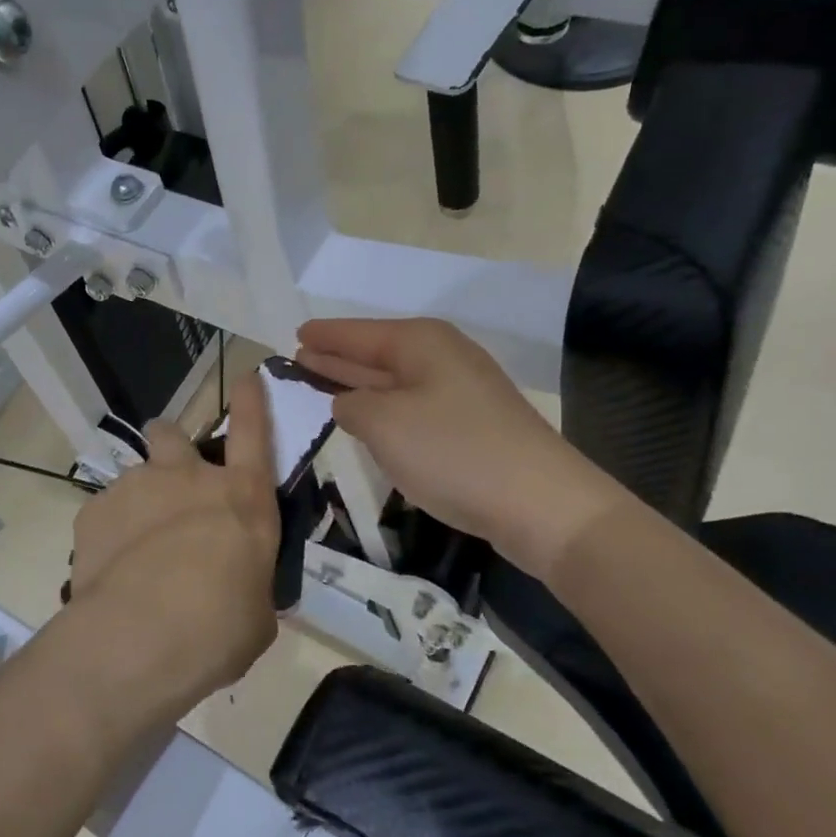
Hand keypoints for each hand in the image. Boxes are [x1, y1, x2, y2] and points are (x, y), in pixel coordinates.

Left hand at [48, 370, 280, 724]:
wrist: (139, 638)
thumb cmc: (218, 629)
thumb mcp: (256, 612)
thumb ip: (247, 584)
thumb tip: (238, 590)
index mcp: (242, 498)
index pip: (254, 432)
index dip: (252, 401)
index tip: (247, 376)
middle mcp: (187, 478)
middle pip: (171, 432)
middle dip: (169, 444)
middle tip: (168, 479)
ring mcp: (136, 487)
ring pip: (134, 477)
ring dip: (138, 503)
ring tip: (135, 553)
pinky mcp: (93, 510)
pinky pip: (103, 513)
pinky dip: (108, 533)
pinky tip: (109, 571)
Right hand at [297, 317, 623, 579]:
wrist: (539, 503)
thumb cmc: (452, 451)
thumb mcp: (383, 424)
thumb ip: (352, 406)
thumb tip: (348, 404)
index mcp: (419, 343)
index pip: (357, 333)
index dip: (325, 335)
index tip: (296, 334)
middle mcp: (441, 357)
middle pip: (376, 353)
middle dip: (338, 357)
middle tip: (299, 358)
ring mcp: (460, 392)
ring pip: (394, 381)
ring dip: (359, 384)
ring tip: (322, 383)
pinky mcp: (470, 425)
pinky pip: (412, 406)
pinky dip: (384, 409)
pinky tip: (368, 418)